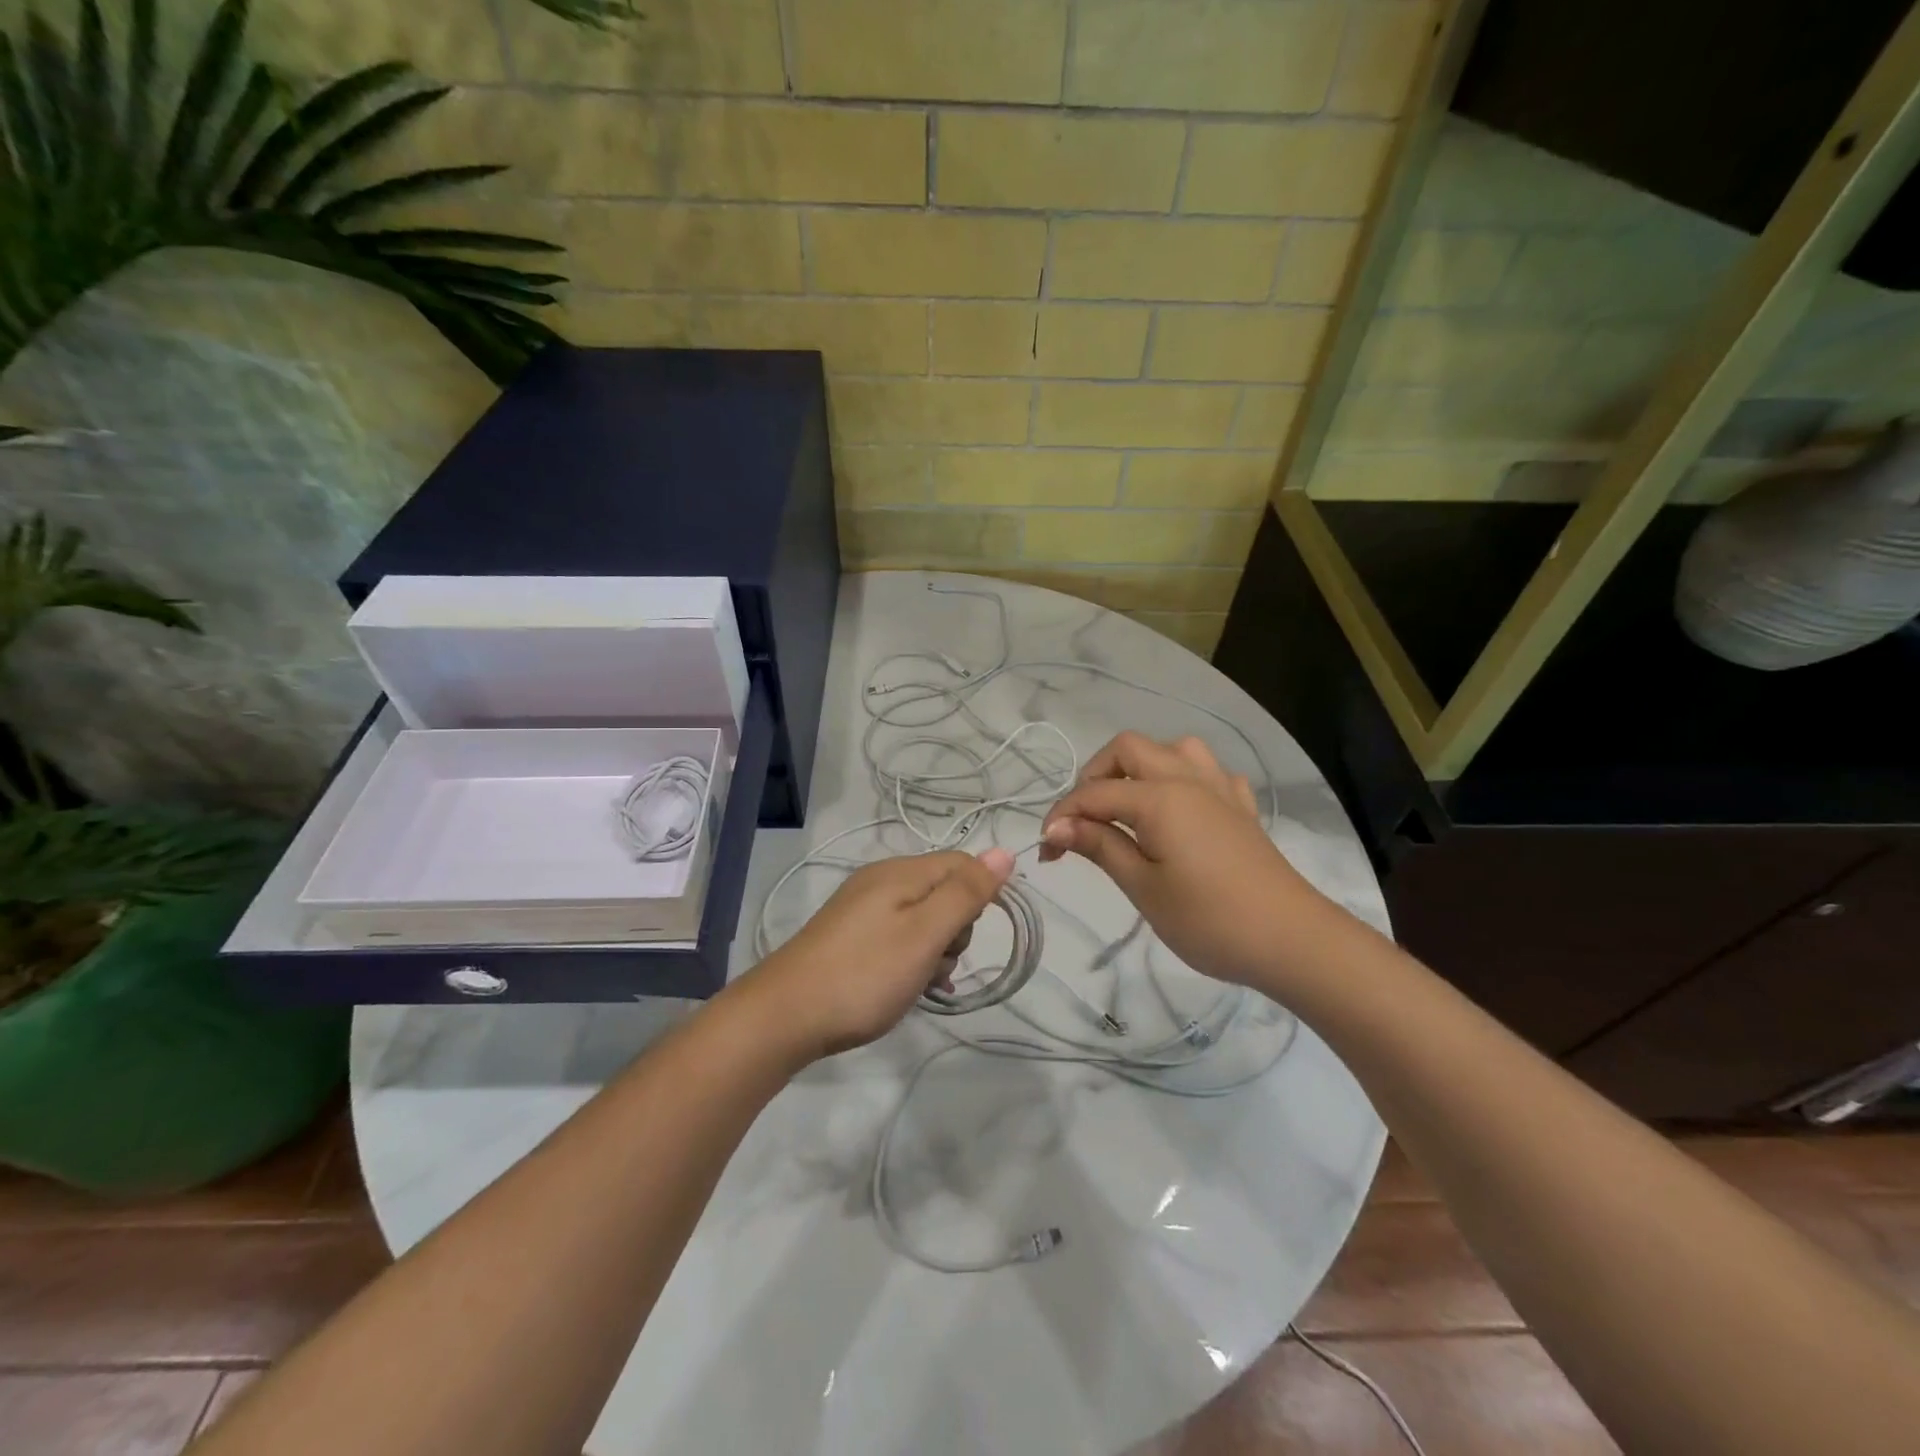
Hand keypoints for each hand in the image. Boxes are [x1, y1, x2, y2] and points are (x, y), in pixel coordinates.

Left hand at [738, 848, 1014, 1061]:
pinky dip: (911, 961)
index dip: (980, 894)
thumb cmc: (864, 974)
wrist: (785, 1016)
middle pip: (944, 892)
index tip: (973, 935)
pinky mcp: (851, 937)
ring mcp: (863, 909)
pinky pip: (899, 938)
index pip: (962, 863)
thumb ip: (965, 893)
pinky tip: (906, 988)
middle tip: (935, 961)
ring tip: (917, 982)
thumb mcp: (924, 933)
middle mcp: (882, 881)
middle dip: (954, 930)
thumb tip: (1004, 851)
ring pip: (923, 920)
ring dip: (933, 952)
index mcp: (900, 872)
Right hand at [1039, 733, 1331, 987]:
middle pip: (1129, 749)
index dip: (1063, 817)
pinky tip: (1181, 809)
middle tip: (1084, 821)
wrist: (1290, 940)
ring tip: (1129, 805)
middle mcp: (1187, 778)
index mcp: (1159, 797)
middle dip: (1096, 776)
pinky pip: (1209, 773)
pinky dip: (1184, 780)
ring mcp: (1220, 789)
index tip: (1046, 851)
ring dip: (1142, 768)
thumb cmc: (1208, 919)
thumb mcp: (1143, 887)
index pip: (1094, 794)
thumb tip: (1057, 827)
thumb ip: (1100, 846)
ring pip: (1173, 749)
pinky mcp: (1241, 808)